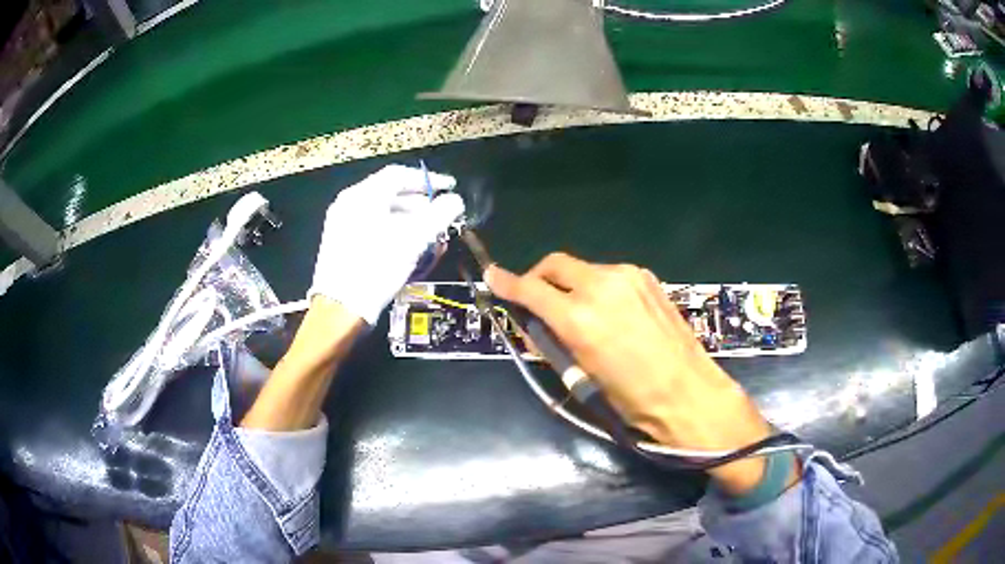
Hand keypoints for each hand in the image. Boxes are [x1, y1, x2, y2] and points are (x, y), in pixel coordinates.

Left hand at [309, 165, 464, 324]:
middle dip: (419, 201)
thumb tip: (455, 200)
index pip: (400, 174)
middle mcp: (349, 201)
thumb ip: (439, 215)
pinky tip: (405, 244)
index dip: (429, 179)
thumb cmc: (377, 268)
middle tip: (440, 213)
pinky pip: (369, 223)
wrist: (340, 308)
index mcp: (364, 195)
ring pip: (380, 209)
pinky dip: (391, 227)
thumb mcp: (414, 240)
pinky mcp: (339, 240)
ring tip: (427, 231)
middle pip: (389, 191)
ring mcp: (340, 221)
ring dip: (407, 216)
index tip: (450, 187)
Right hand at [487, 253, 774, 493]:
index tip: (493, 277)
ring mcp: (627, 277)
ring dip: (570, 283)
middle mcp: (601, 286)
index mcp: (580, 317)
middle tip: (536, 299)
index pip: (531, 289)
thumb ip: (552, 341)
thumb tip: (532, 322)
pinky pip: (608, 274)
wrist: (688, 392)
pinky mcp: (646, 278)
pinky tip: (608, 310)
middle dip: (539, 278)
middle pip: (555, 264)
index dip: (507, 283)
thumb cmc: (631, 398)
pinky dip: (596, 286)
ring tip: (578, 312)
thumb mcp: (581, 375)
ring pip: (582, 268)